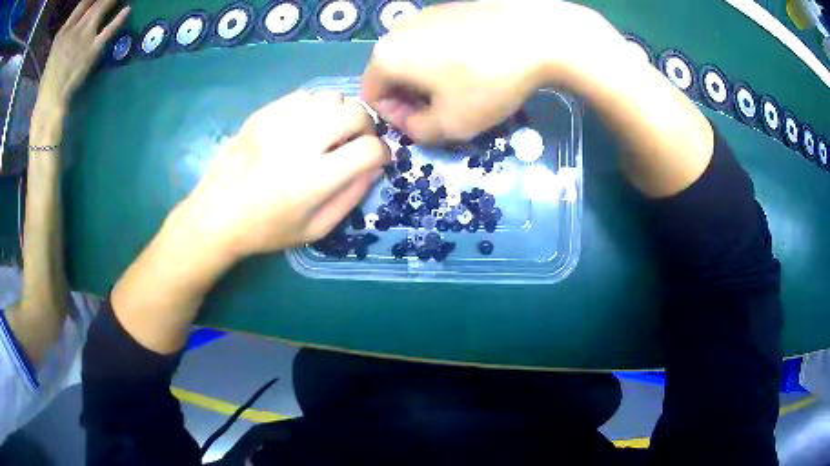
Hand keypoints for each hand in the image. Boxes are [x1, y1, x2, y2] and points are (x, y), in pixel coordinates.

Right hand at [36, 0, 129, 112]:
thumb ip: (70, 29)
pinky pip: (110, 29)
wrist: (50, 102)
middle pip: (96, 2)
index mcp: (63, 30)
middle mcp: (75, 28)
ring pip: (103, 8)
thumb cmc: (50, 78)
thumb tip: (84, 14)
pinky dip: (120, 18)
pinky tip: (128, 9)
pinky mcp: (93, 49)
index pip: (84, 2)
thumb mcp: (56, 49)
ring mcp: (85, 37)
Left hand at [174, 91, 390, 259]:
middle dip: (366, 127)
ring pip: (330, 97)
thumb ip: (350, 198)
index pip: (369, 150)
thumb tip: (374, 168)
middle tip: (357, 141)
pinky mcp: (262, 114)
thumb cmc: (266, 230)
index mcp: (313, 179)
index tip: (377, 160)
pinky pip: (303, 96)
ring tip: (331, 131)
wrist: (216, 215)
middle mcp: (299, 143)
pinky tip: (305, 126)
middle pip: (354, 113)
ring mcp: (278, 123)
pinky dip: (314, 108)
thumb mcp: (314, 229)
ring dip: (341, 113)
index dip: (382, 154)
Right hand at [360, 0, 621, 142]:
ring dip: (429, 79)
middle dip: (412, 98)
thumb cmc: (487, 81)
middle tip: (446, 111)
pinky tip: (475, 64)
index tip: (426, 125)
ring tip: (464, 89)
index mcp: (386, 56)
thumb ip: (417, 132)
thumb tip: (410, 122)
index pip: (372, 96)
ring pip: (414, 56)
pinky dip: (445, 58)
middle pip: (392, 74)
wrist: (537, 33)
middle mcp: (397, 30)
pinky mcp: (450, 8)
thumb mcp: (451, 124)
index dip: (396, 118)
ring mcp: (424, 14)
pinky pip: (434, 40)